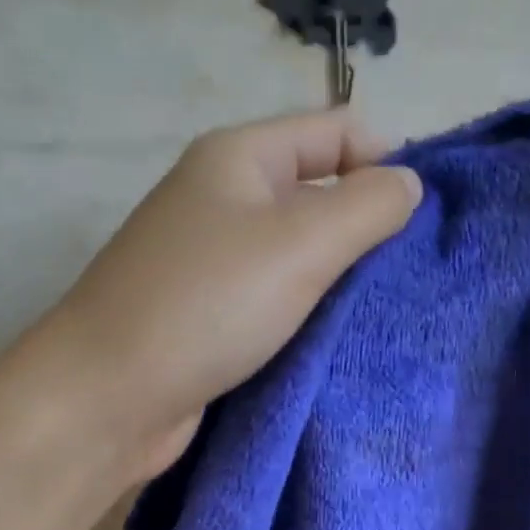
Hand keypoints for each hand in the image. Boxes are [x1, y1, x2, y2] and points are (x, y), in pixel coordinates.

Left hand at [36, 110, 421, 481]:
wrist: (107, 398)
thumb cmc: (205, 307)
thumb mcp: (299, 244)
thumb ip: (366, 206)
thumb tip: (409, 184)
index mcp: (239, 158)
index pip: (337, 131)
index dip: (387, 164)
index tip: (421, 225)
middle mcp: (224, 200)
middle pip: (320, 193)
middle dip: (367, 229)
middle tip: (408, 280)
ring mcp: (212, 262)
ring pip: (299, 255)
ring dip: (340, 280)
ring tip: (382, 314)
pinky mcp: (209, 317)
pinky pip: (276, 301)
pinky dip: (308, 316)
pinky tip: (338, 341)